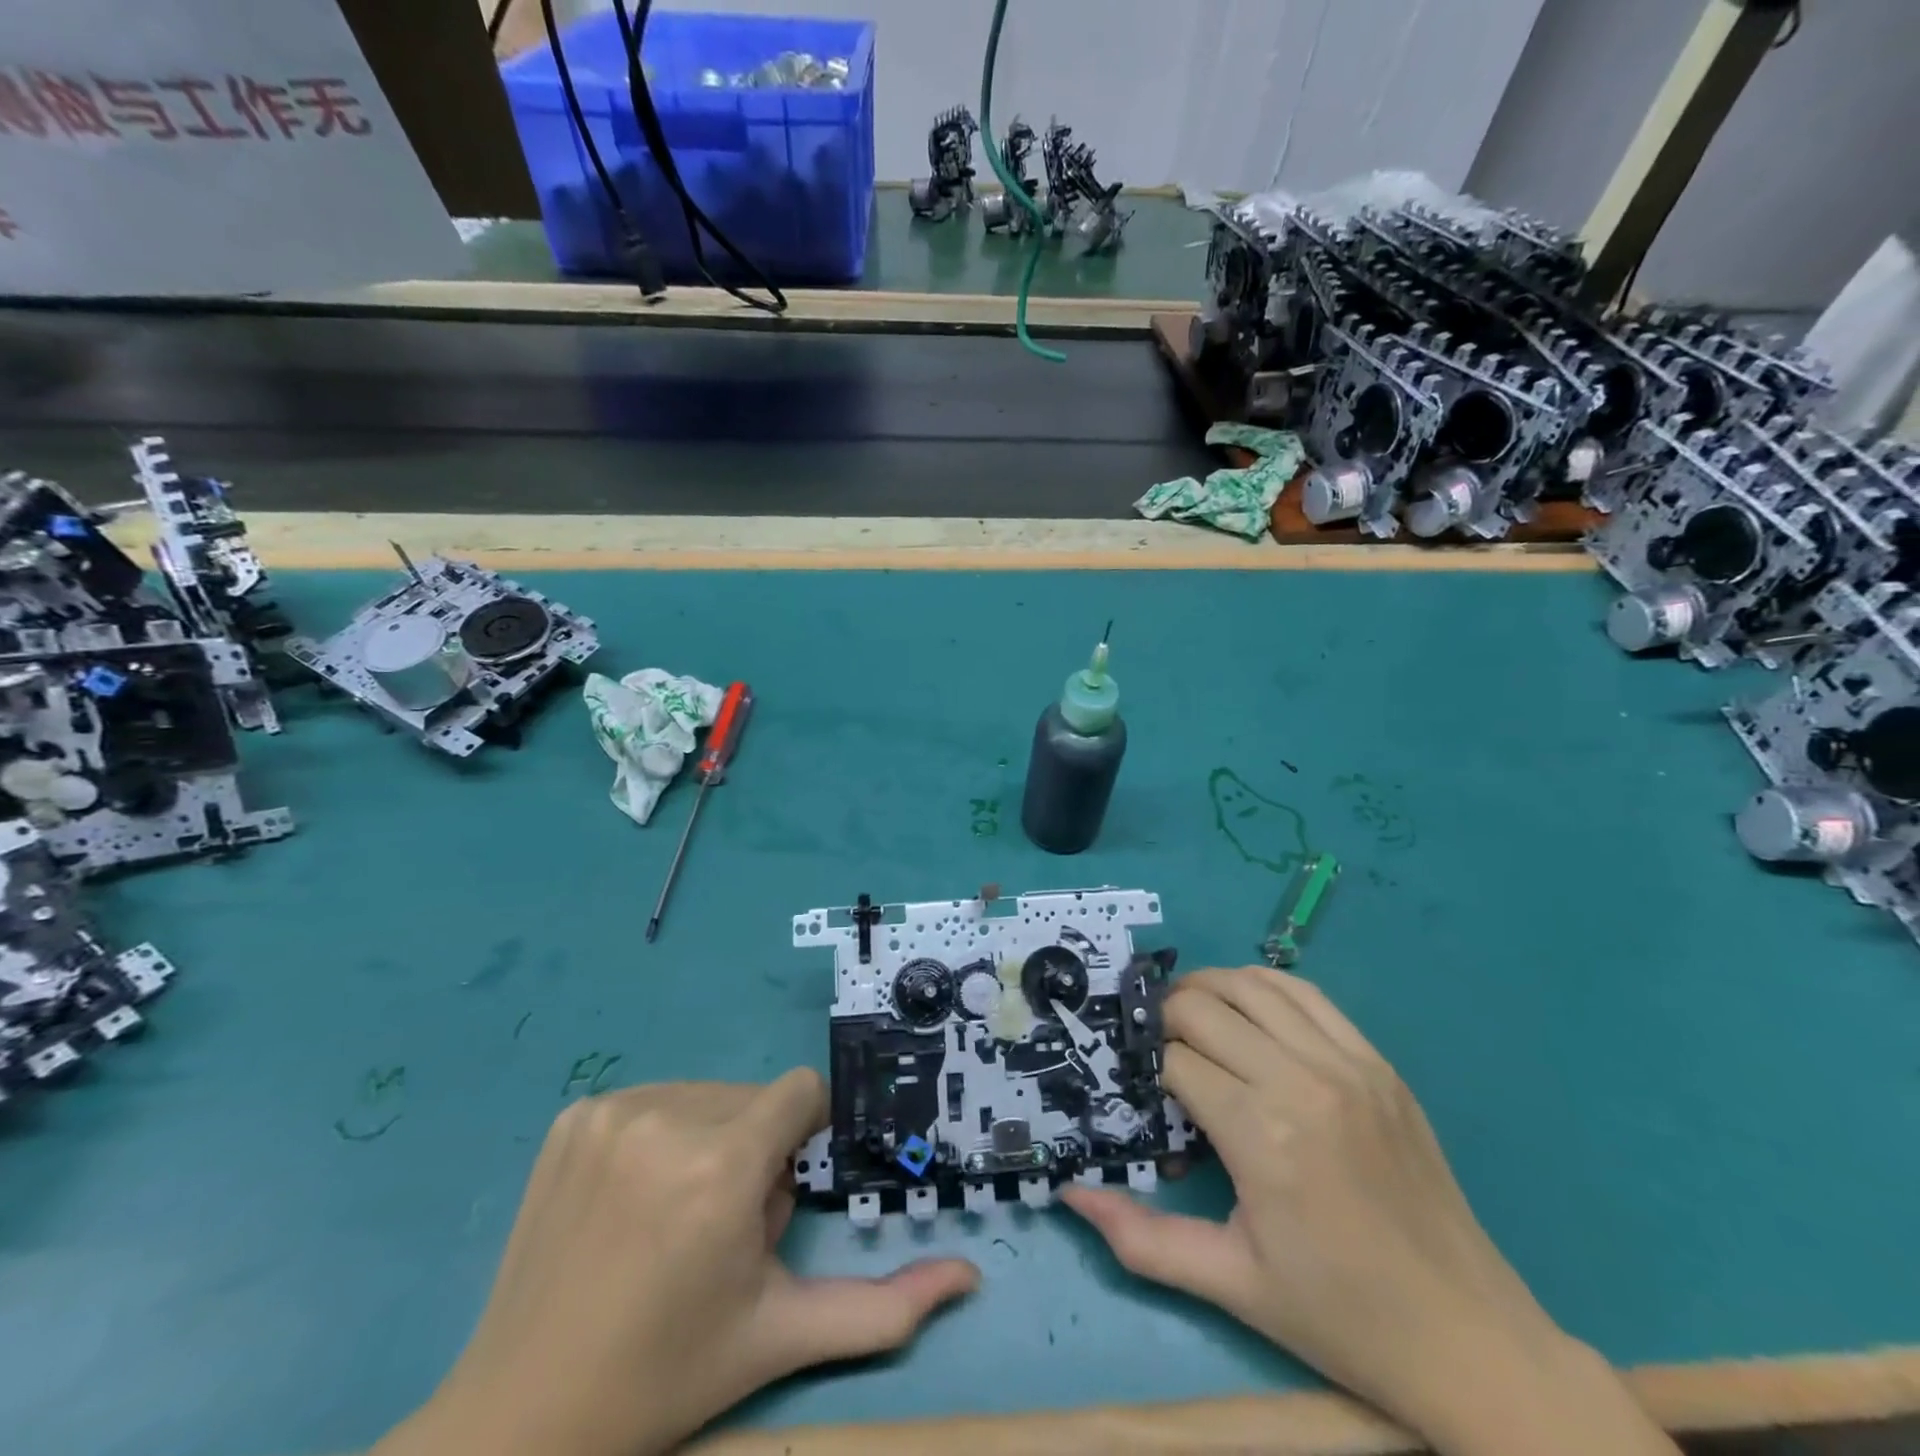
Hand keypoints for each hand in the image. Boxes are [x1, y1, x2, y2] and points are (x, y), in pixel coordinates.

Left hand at [378, 1071, 977, 1455]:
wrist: (522, 1415)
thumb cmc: (667, 1374)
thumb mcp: (782, 1335)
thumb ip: (883, 1309)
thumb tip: (969, 1277)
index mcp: (723, 1165)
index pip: (801, 1092)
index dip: (802, 1137)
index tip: (775, 1192)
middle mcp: (670, 1117)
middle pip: (754, 1098)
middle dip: (756, 1149)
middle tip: (718, 1228)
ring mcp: (613, 1110)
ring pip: (707, 1094)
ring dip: (710, 1139)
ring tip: (672, 1218)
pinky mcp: (574, 1115)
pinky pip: (653, 1099)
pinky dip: (659, 1135)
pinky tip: (630, 1201)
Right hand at [1062, 967, 1675, 1455]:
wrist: (1470, 1339)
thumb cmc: (1341, 1316)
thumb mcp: (1231, 1283)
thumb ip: (1141, 1239)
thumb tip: (1071, 1194)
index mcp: (1261, 1136)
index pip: (1174, 1061)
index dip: (1144, 1067)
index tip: (1136, 1085)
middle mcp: (1301, 1081)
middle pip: (1203, 1007)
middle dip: (1163, 1018)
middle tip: (1151, 1045)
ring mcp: (1347, 1064)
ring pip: (1250, 986)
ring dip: (1206, 989)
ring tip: (1187, 1014)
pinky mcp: (1378, 1063)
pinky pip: (1306, 994)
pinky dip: (1262, 986)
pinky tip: (1245, 1006)